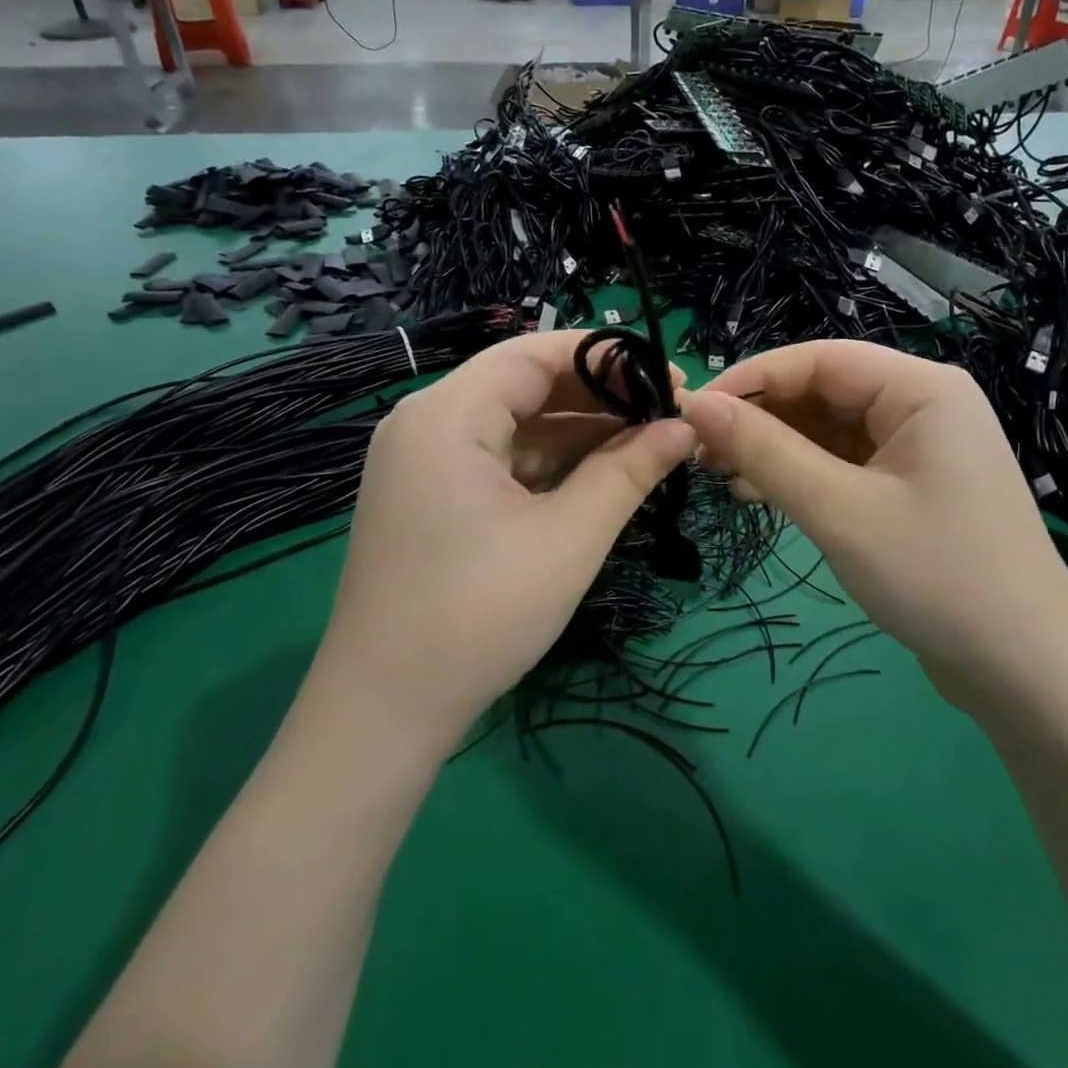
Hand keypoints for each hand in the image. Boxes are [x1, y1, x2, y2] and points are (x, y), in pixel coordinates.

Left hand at [316, 331, 694, 743]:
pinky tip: (600, 475)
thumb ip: (630, 470)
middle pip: (525, 384)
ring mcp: (423, 462)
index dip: (608, 358)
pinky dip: (550, 463)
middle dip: (599, 397)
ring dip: (579, 432)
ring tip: (648, 445)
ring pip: (515, 423)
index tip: (668, 379)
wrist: (383, 714)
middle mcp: (426, 423)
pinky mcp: (430, 497)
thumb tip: (684, 427)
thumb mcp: (569, 537)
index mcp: (447, 413)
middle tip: (667, 416)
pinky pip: (499, 459)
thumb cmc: (479, 615)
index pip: (535, 353)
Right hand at [678, 341, 1067, 689]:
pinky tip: (761, 494)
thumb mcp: (840, 511)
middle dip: (761, 419)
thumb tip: (696, 404)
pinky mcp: (914, 487)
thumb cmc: (938, 578)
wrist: (1027, 674)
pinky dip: (804, 475)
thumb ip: (766, 451)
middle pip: (824, 391)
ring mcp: (922, 448)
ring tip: (721, 476)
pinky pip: (847, 463)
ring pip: (831, 429)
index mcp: (921, 388)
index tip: (692, 411)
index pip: (819, 359)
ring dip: (777, 449)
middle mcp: (924, 404)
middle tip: (701, 454)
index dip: (751, 379)